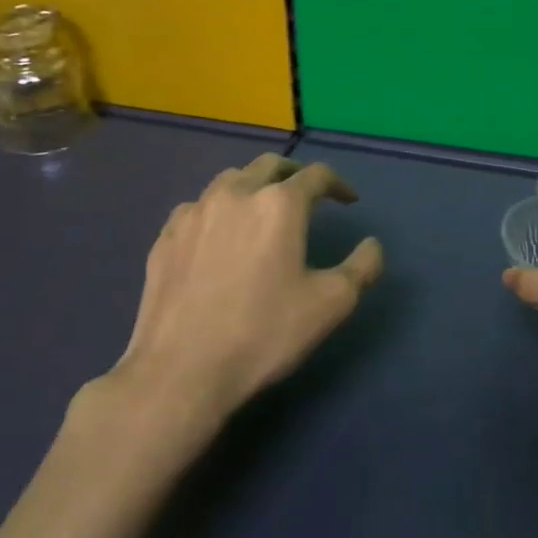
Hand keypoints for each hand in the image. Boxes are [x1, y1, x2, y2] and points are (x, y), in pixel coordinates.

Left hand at [93, 154, 382, 426]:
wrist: (181, 372)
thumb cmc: (264, 333)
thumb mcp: (332, 304)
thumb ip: (363, 267)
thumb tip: (372, 245)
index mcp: (279, 204)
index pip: (316, 175)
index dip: (338, 184)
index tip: (349, 201)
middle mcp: (236, 195)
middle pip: (270, 165)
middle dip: (295, 174)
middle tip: (309, 194)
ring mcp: (194, 213)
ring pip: (230, 179)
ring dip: (255, 186)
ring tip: (263, 209)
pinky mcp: (165, 237)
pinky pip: (197, 208)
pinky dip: (218, 210)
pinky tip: (220, 235)